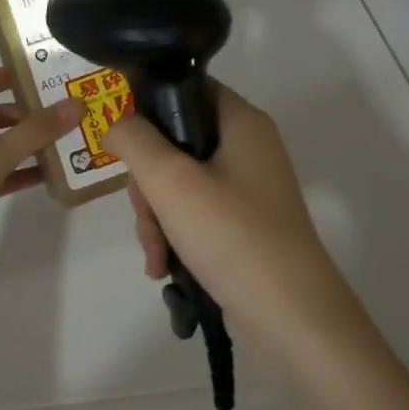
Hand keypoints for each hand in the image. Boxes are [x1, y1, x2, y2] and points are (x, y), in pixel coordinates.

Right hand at [103, 82, 354, 336]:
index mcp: (242, 123)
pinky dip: (175, 237)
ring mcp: (247, 191)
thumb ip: (134, 140)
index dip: (150, 107)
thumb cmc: (232, 235)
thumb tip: (117, 124)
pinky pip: (194, 216)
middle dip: (148, 183)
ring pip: (179, 184)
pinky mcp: (242, 227)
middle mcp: (248, 149)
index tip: (125, 142)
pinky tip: (164, 268)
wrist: (292, 320)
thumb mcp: (170, 180)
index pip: (188, 89)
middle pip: (175, 142)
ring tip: (156, 255)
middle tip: (146, 214)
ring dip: (156, 217)